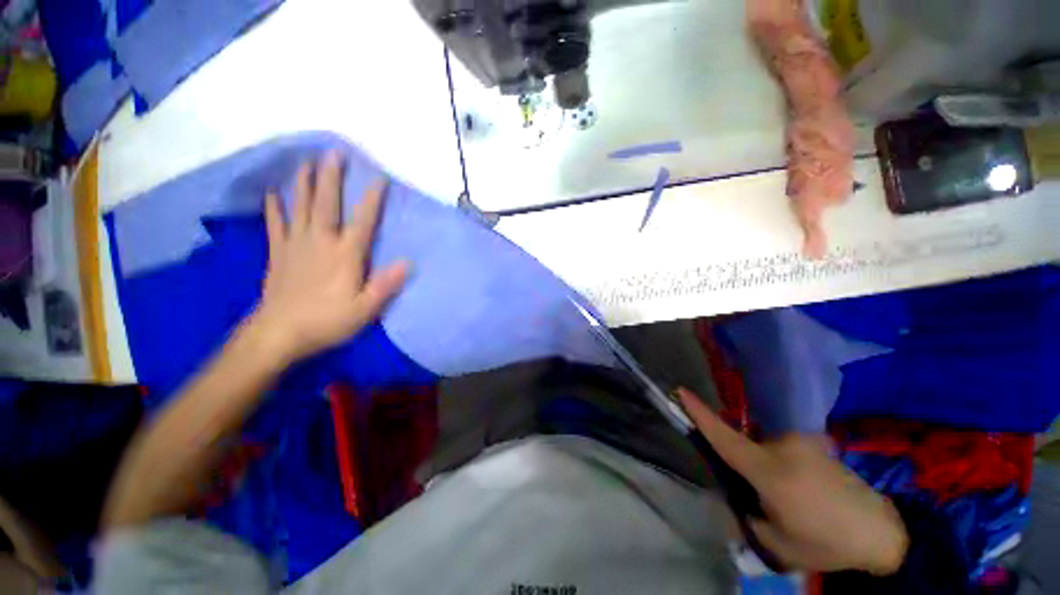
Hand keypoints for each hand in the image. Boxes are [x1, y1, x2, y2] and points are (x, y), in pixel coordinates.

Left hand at [252, 151, 408, 361]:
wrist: (279, 334)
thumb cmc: (328, 321)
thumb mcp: (365, 309)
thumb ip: (386, 284)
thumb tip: (408, 263)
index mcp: (345, 255)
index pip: (363, 221)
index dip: (372, 199)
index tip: (379, 177)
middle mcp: (321, 242)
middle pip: (326, 204)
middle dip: (331, 177)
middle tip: (334, 152)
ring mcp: (296, 245)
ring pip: (301, 207)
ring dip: (304, 183)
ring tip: (306, 162)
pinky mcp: (279, 253)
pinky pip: (276, 224)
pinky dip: (275, 207)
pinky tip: (274, 193)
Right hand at [677, 388, 908, 574]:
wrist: (881, 532)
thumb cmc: (825, 542)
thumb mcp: (776, 544)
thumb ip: (743, 517)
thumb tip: (727, 498)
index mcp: (770, 471)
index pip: (724, 438)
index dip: (700, 414)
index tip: (681, 391)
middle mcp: (783, 447)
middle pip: (743, 443)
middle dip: (741, 464)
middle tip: (759, 496)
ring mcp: (802, 441)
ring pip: (764, 447)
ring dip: (763, 466)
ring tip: (788, 499)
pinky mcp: (815, 442)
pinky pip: (782, 448)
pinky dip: (780, 464)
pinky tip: (802, 491)